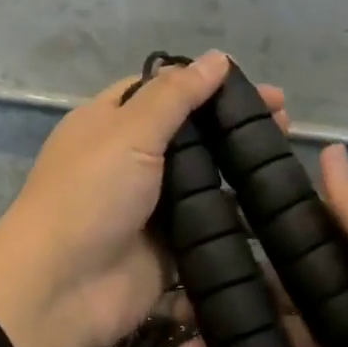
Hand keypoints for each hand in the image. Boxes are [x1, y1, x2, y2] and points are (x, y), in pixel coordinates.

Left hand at [0, 52, 290, 346]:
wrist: (60, 288)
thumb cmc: (90, 194)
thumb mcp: (129, 131)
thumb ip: (175, 96)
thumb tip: (217, 58)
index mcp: (109, 122)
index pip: (162, 91)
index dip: (205, 84)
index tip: (253, 87)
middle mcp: (129, 159)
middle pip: (189, 135)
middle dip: (232, 126)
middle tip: (286, 122)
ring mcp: (149, 206)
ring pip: (203, 181)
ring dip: (240, 172)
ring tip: (287, 163)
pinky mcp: (167, 249)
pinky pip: (207, 227)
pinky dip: (236, 219)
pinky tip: (276, 209)